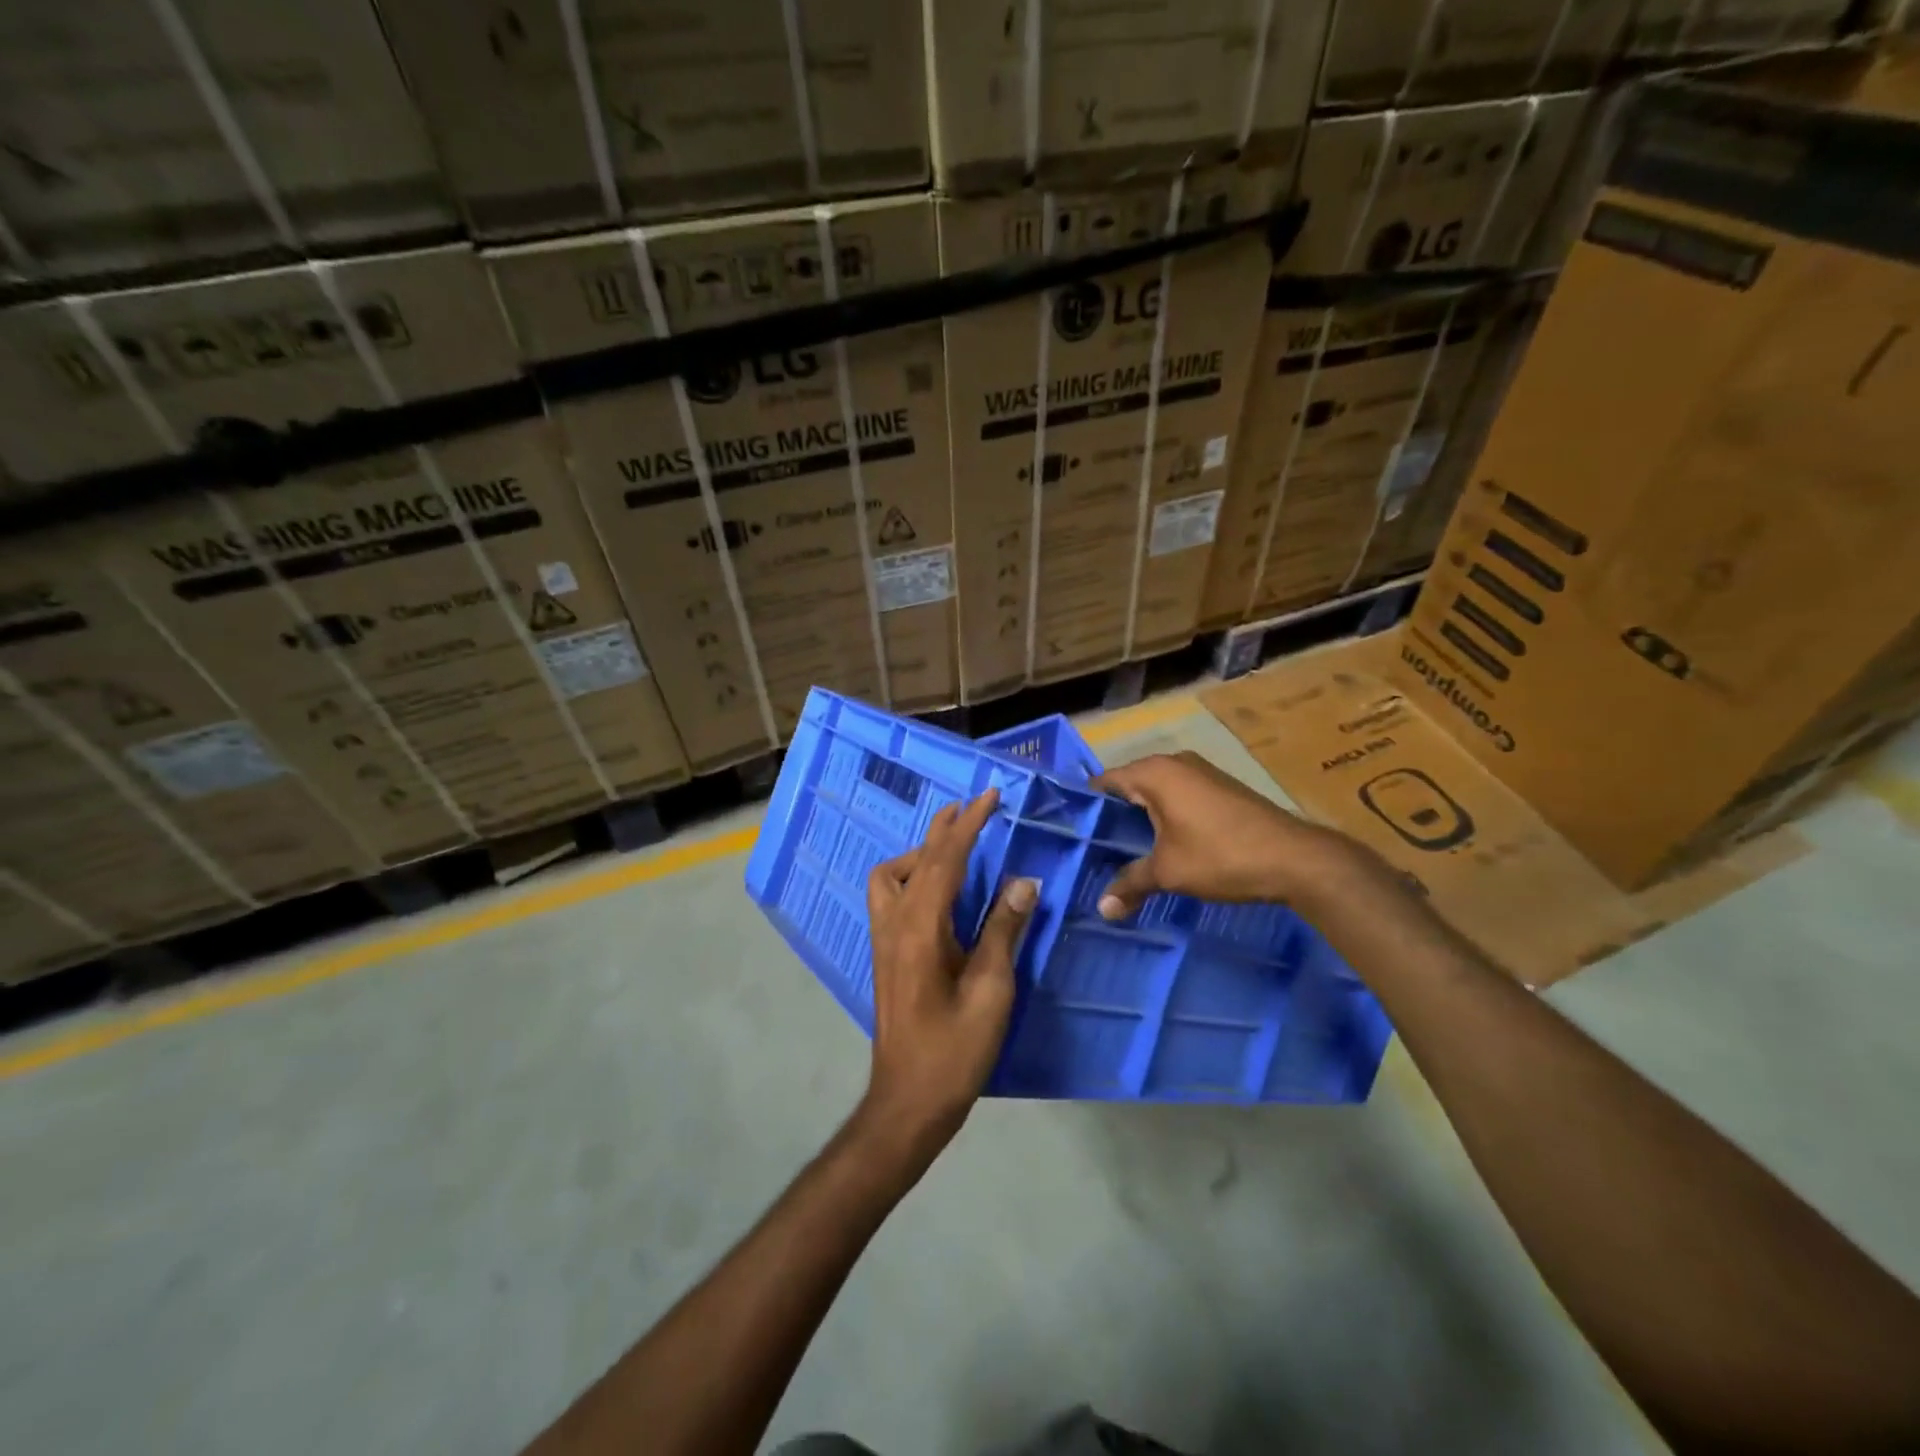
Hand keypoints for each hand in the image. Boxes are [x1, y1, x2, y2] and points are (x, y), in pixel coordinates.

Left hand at [860, 789, 1037, 1172]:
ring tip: (957, 848)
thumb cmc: (954, 1051)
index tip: (990, 796)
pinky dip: (915, 876)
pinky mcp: (886, 954)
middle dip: (945, 830)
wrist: (908, 1101)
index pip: (945, 861)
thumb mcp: (991, 990)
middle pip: (915, 860)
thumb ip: (1003, 930)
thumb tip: (1023, 881)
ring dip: (923, 853)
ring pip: (893, 876)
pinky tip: (940, 890)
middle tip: (974, 808)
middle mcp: (894, 924)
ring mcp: (884, 940)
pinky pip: (892, 896)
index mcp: (920, 928)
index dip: (969, 825)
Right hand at [1090, 751, 1366, 918]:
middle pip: (1129, 786)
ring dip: (1139, 818)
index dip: (1085, 806)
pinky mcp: (1220, 788)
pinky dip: (1164, 817)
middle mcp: (1175, 763)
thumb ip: (1130, 884)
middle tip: (1090, 847)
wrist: (1296, 858)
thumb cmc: (1221, 856)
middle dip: (1111, 816)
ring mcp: (1201, 773)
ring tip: (1119, 850)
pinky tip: (1159, 845)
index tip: (1069, 831)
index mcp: (1154, 773)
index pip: (1104, 781)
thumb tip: (1101, 910)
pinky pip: (1178, 797)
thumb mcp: (1169, 872)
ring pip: (1156, 793)